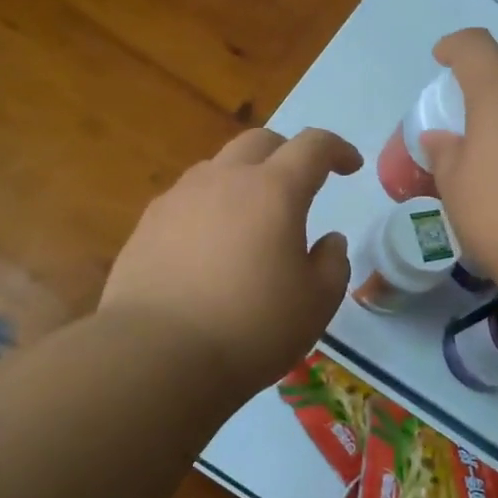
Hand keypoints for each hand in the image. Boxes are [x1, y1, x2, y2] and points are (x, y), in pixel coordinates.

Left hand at [101, 127, 361, 394]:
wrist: (155, 356)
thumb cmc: (251, 328)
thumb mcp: (316, 304)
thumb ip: (332, 264)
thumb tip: (329, 241)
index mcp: (274, 191)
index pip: (313, 146)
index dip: (337, 149)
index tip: (350, 167)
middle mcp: (224, 180)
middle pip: (260, 142)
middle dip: (287, 153)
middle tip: (301, 183)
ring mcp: (179, 198)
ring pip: (218, 167)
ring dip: (244, 178)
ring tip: (252, 217)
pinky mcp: (147, 224)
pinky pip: (187, 199)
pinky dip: (209, 207)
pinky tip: (209, 245)